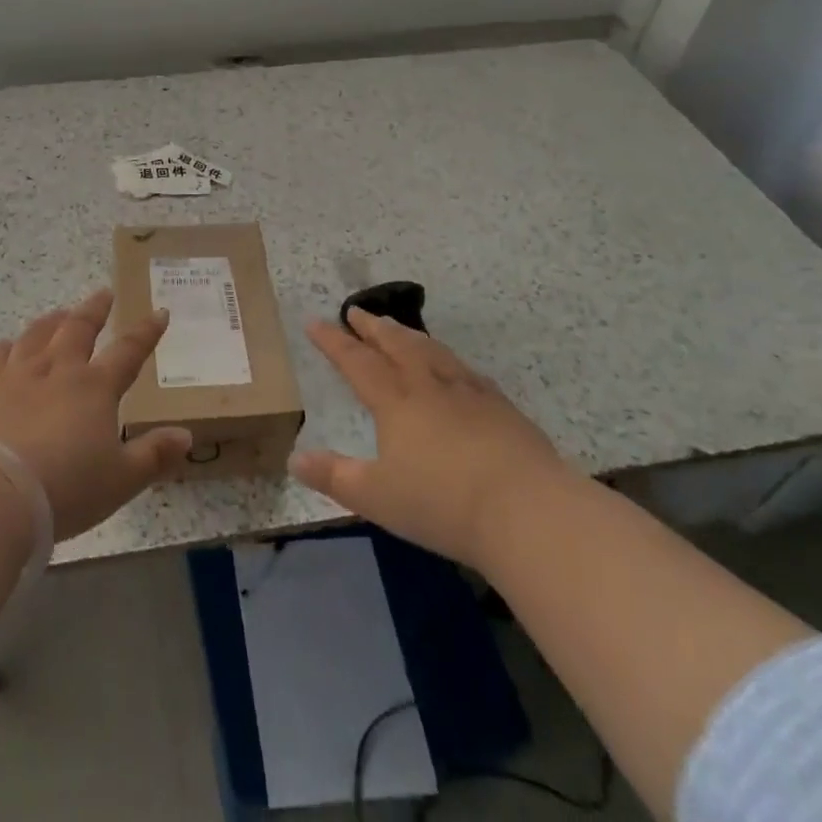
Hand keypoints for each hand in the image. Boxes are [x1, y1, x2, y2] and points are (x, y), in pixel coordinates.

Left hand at [0, 290, 191, 539]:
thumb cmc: (66, 489)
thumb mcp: (121, 480)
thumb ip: (154, 455)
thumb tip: (187, 435)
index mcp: (94, 388)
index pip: (128, 351)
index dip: (146, 332)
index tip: (159, 312)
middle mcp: (57, 370)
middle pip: (78, 329)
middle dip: (94, 310)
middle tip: (103, 294)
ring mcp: (16, 375)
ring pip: (36, 336)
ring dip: (51, 322)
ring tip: (59, 313)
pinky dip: (3, 349)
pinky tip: (6, 346)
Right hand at [290, 309, 575, 565]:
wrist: (527, 510)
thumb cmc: (442, 503)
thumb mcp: (376, 498)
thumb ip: (334, 477)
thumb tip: (294, 459)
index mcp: (395, 401)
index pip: (356, 361)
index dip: (333, 341)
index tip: (314, 322)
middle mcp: (429, 385)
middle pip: (396, 344)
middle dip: (372, 328)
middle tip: (357, 312)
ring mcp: (469, 393)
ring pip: (432, 350)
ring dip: (408, 335)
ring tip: (397, 327)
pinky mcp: (501, 408)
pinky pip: (466, 371)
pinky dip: (448, 359)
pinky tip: (453, 366)